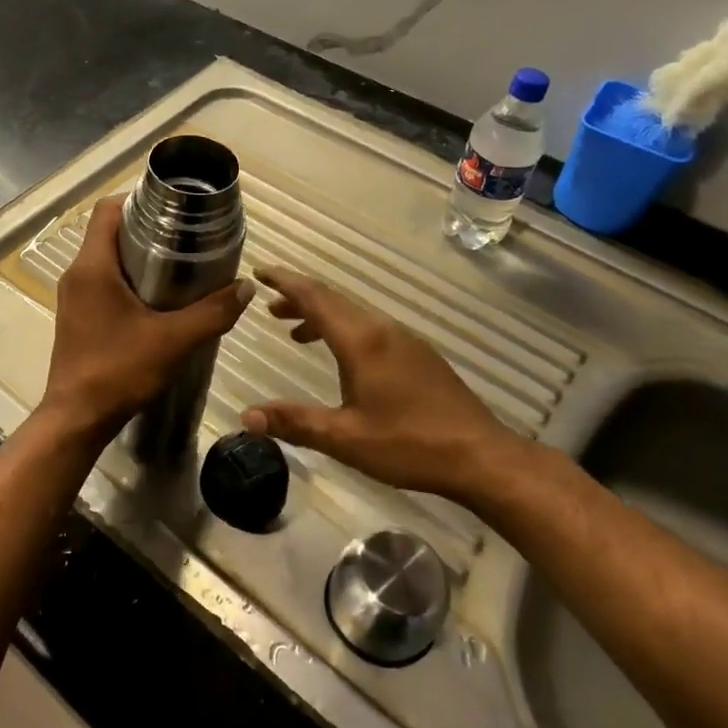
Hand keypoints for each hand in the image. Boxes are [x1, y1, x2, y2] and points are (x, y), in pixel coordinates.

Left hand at [40, 197, 254, 440]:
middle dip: (146, 228)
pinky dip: (128, 278)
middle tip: (185, 236)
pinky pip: (102, 281)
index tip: (173, 207)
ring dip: (138, 255)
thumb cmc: (118, 371)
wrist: (76, 419)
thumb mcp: (174, 341)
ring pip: (106, 257)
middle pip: (108, 231)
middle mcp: (77, 274)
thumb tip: (247, 287)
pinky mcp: (77, 315)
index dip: (138, 200)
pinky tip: (158, 298)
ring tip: (179, 264)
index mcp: (92, 266)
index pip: (107, 210)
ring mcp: (74, 296)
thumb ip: (213, 312)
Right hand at [240, 267, 512, 497]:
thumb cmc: (409, 445)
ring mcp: (403, 339)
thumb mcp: (345, 438)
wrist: (481, 456)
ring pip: (353, 313)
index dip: (284, 281)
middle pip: (333, 300)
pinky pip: (369, 327)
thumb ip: (295, 422)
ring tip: (293, 330)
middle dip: (298, 296)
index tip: (259, 270)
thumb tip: (247, 416)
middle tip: (268, 303)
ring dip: (321, 314)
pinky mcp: (417, 353)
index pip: (314, 298)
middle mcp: (382, 329)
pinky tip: (340, 355)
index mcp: (361, 341)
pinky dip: (343, 328)